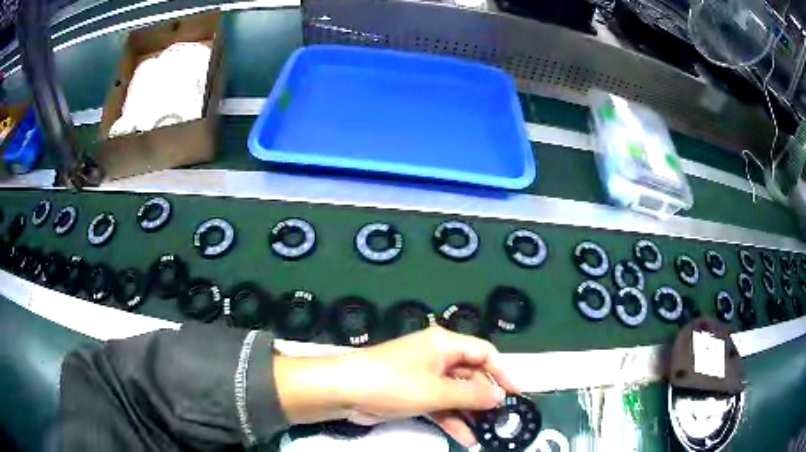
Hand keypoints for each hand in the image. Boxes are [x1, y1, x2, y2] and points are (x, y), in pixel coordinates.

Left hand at [274, 326, 517, 446]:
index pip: (484, 353)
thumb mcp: (437, 391)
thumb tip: (499, 396)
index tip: (516, 393)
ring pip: (457, 394)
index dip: (503, 372)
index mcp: (444, 345)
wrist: (345, 391)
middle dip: (486, 396)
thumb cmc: (394, 383)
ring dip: (470, 412)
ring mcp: (425, 377)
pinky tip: (466, 437)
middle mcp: (437, 357)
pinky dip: (452, 419)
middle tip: (502, 417)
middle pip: (472, 375)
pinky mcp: (415, 394)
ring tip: (488, 431)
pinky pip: (441, 405)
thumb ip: (471, 395)